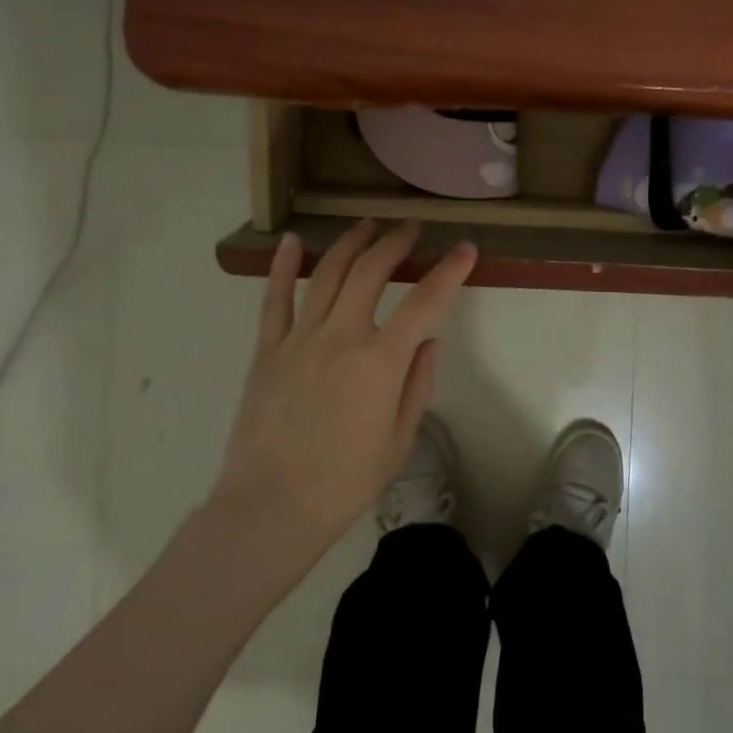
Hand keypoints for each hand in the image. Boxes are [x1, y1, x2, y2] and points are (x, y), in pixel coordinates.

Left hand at [213, 219, 476, 545]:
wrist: (270, 507)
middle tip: (410, 227)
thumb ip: (417, 385)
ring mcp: (298, 339)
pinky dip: (282, 266)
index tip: (465, 249)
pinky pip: (274, 299)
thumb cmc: (344, 482)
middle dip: (395, 242)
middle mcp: (341, 337)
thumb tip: (428, 342)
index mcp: (381, 362)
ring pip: (327, 274)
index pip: (425, 302)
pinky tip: (292, 242)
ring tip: (367, 225)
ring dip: (351, 243)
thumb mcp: (399, 440)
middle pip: (371, 272)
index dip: (449, 271)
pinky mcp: (266, 350)